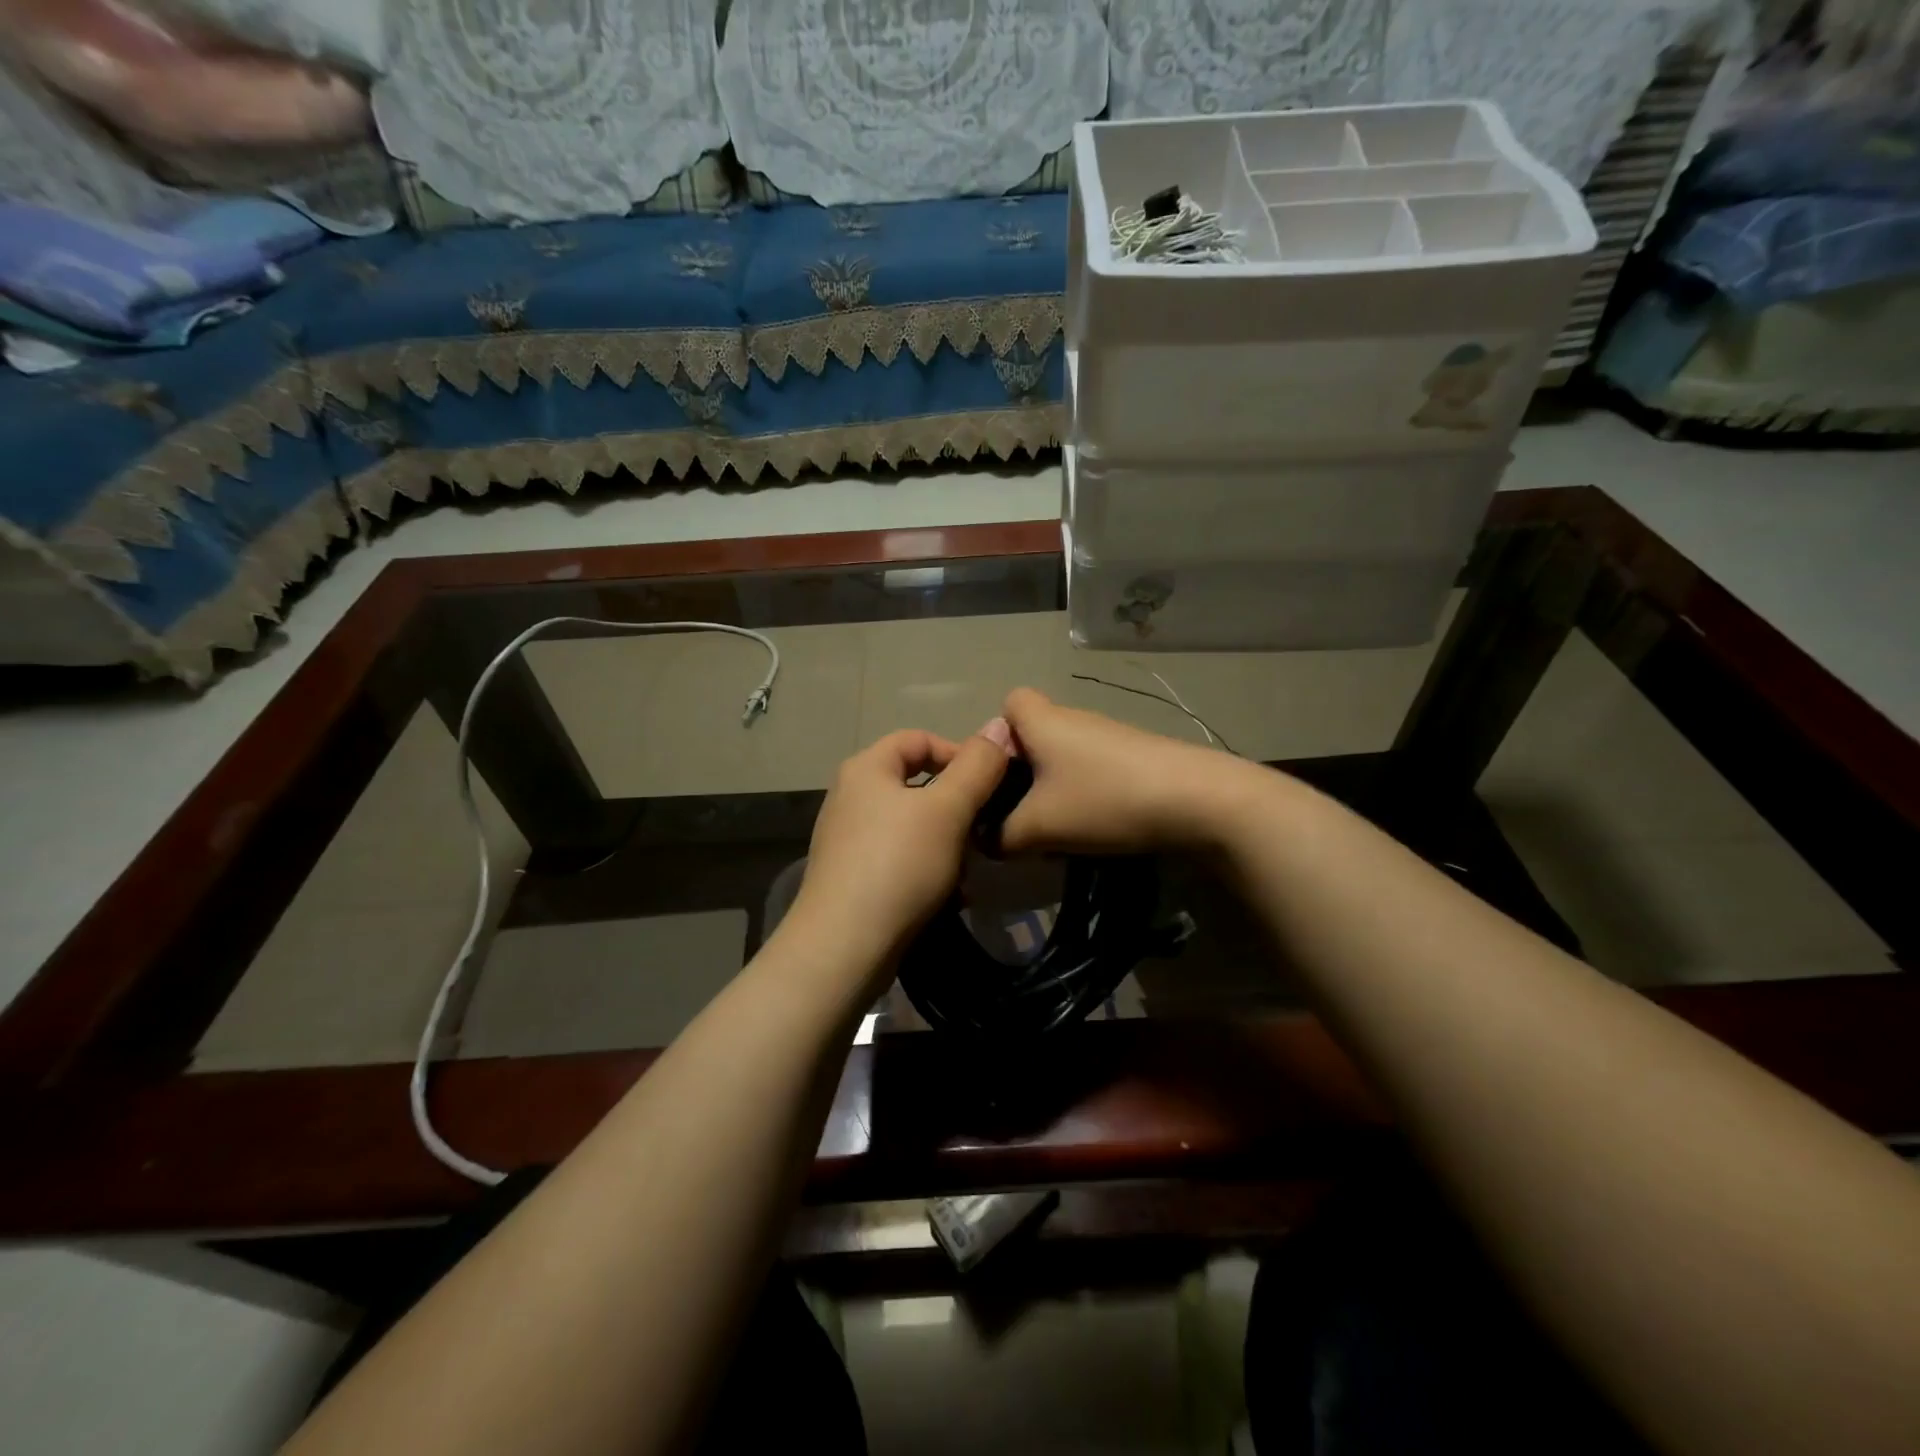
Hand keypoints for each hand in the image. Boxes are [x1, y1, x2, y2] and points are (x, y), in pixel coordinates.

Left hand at [786, 722, 1014, 973]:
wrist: (844, 946)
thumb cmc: (899, 864)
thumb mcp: (948, 809)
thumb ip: (977, 767)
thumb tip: (998, 727)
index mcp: (866, 768)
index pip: (919, 738)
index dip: (959, 752)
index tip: (991, 783)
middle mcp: (850, 795)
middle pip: (915, 783)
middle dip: (956, 804)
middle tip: (983, 828)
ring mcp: (847, 838)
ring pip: (911, 824)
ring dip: (945, 840)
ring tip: (967, 867)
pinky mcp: (851, 875)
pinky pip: (899, 856)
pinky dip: (925, 866)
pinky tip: (946, 893)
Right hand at [998, 687, 1248, 854]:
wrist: (1196, 800)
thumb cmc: (1102, 800)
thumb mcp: (1039, 827)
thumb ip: (1001, 836)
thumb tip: (986, 840)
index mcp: (1043, 722)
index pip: (1009, 703)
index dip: (995, 735)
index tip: (998, 776)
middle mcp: (1075, 719)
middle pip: (1035, 735)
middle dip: (1023, 773)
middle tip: (1020, 813)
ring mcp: (1110, 736)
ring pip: (1064, 757)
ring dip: (1054, 789)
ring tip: (1058, 829)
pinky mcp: (1136, 756)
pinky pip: (1093, 770)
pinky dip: (1085, 794)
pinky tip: (1095, 826)